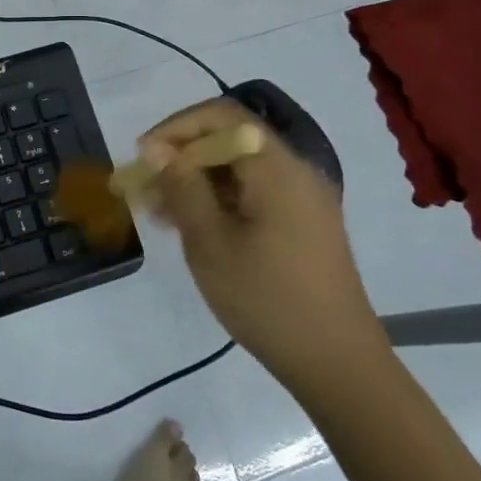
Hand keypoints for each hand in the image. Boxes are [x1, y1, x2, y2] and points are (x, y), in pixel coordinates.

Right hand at [139, 98, 386, 397]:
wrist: (337, 364)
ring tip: (157, 212)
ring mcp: (302, 200)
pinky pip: (254, 195)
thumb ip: (182, 186)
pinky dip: (219, 201)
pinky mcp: (303, 225)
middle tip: (143, 189)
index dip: (176, 127)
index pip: (221, 117)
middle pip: (230, 141)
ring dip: (196, 182)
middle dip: (181, 157)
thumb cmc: (267, 299)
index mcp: (277, 168)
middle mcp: (294, 172)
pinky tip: (190, 227)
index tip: (143, 155)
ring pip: (239, 170)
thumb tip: (156, 147)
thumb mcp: (210, 242)